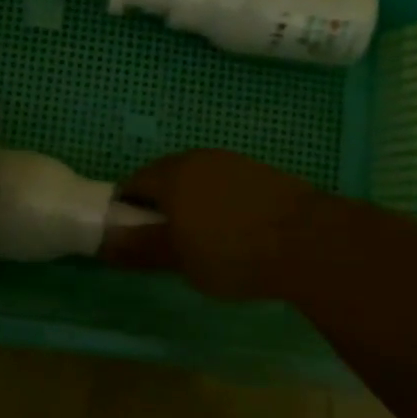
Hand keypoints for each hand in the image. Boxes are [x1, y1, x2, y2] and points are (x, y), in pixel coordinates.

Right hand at [102, 150, 322, 300]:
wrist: (311, 242)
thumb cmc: (232, 252)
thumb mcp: (179, 259)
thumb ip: (139, 248)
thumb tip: (104, 242)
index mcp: (170, 175)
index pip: (131, 185)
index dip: (126, 212)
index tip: (134, 240)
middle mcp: (198, 159)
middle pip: (164, 178)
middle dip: (159, 206)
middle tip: (166, 242)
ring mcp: (232, 162)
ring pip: (197, 180)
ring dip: (191, 204)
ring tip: (203, 239)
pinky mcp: (261, 172)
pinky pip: (225, 185)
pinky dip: (219, 203)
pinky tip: (235, 231)